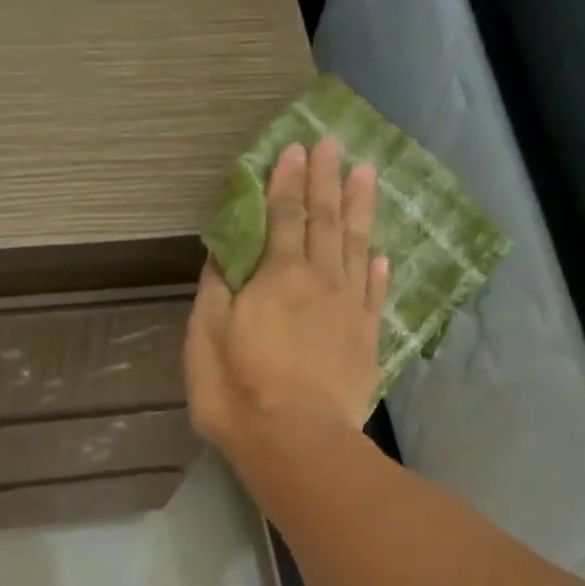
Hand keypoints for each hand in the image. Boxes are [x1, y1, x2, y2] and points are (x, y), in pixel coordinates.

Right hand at [184, 138, 387, 470]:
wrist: (297, 441)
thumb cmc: (238, 391)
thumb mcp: (206, 338)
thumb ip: (216, 290)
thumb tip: (224, 253)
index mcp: (277, 276)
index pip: (283, 216)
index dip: (286, 182)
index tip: (293, 149)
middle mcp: (319, 280)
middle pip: (324, 220)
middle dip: (325, 180)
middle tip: (332, 144)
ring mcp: (349, 309)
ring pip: (356, 246)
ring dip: (359, 208)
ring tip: (365, 173)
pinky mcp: (366, 340)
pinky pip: (374, 293)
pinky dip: (376, 269)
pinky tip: (378, 254)